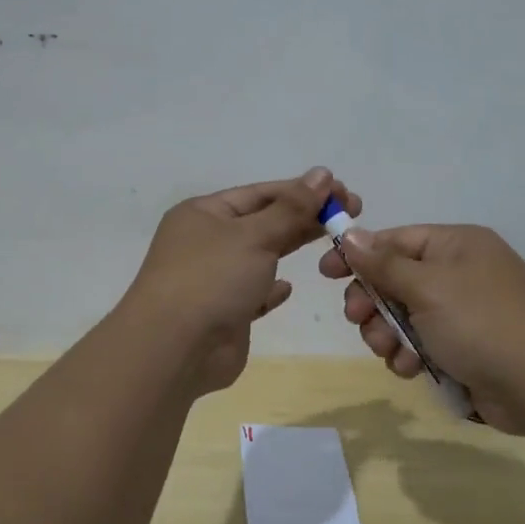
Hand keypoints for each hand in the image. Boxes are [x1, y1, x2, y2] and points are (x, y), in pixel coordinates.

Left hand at [121, 168, 361, 393]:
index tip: (343, 192)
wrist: (175, 350)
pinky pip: (253, 294)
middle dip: (304, 217)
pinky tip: (289, 287)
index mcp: (204, 213)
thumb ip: (291, 208)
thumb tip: (322, 173)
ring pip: (260, 256)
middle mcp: (206, 242)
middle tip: (350, 215)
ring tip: (332, 243)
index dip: (302, 190)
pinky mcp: (225, 313)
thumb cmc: (212, 279)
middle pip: (263, 222)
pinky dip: (271, 288)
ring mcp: (214, 279)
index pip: (260, 193)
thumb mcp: (254, 235)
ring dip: (290, 248)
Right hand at [318, 223, 524, 432]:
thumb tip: (350, 232)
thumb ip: (384, 263)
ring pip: (404, 317)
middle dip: (373, 303)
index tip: (325, 272)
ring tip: (393, 353)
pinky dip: (411, 356)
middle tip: (359, 320)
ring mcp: (463, 313)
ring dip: (389, 335)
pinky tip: (413, 370)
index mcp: (455, 246)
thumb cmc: (483, 323)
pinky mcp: (465, 349)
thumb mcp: (428, 287)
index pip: (395, 240)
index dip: (358, 254)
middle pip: (395, 280)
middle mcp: (459, 274)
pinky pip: (422, 344)